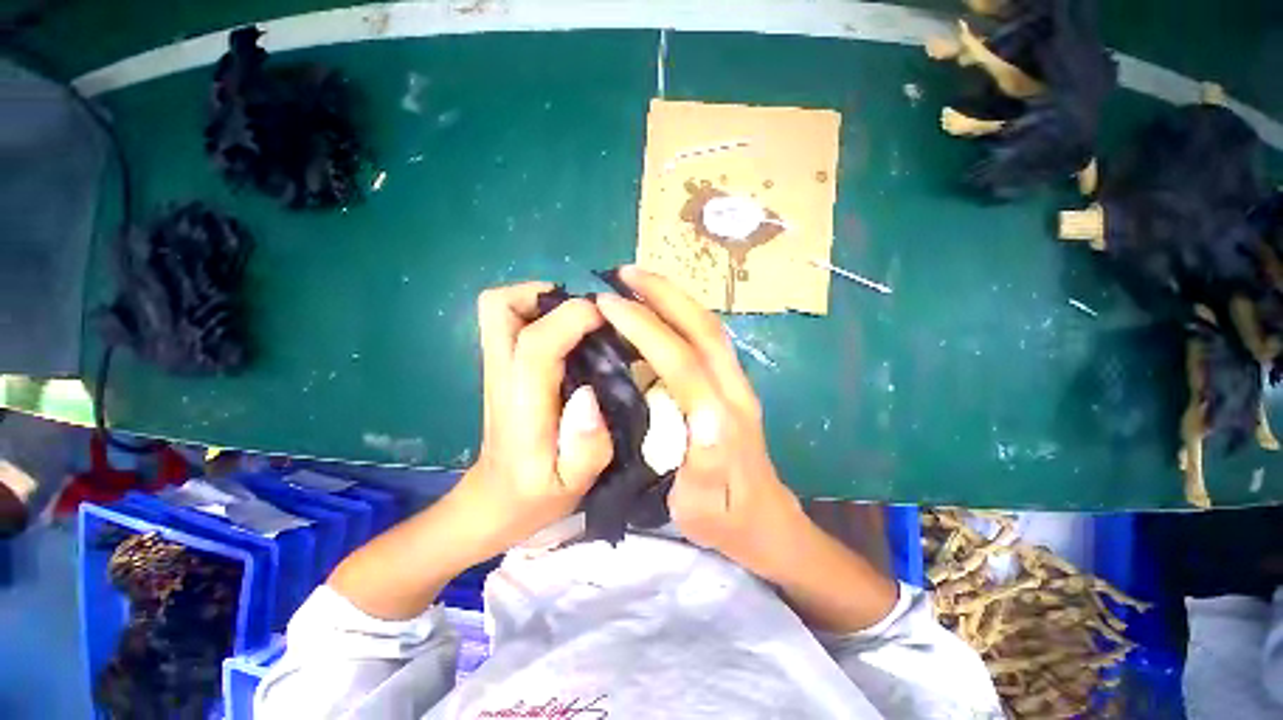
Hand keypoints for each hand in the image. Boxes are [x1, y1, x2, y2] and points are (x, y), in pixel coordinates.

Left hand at [458, 282, 614, 552]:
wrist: (493, 503)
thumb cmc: (535, 496)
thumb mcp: (573, 485)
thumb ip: (587, 446)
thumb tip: (589, 393)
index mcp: (522, 405)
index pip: (536, 343)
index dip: (573, 318)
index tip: (607, 318)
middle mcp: (503, 376)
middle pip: (498, 307)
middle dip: (544, 295)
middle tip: (586, 314)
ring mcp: (498, 369)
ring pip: (499, 308)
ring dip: (541, 302)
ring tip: (580, 322)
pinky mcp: (504, 368)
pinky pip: (511, 323)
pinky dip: (538, 314)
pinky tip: (571, 338)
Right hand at [595, 267, 808, 579]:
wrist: (768, 524)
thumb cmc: (727, 520)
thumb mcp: (703, 508)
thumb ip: (704, 464)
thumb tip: (702, 413)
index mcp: (721, 419)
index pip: (680, 359)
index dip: (644, 327)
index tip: (608, 303)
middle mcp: (734, 391)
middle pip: (702, 328)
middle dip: (663, 294)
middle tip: (624, 273)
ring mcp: (737, 385)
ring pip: (709, 328)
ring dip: (676, 298)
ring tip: (640, 282)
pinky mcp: (734, 386)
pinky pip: (709, 340)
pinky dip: (684, 316)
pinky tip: (661, 311)